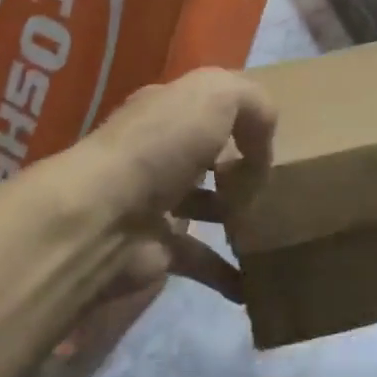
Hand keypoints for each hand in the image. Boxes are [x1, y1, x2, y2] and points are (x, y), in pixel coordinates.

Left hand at [74, 68, 276, 302]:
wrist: (104, 216)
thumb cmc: (162, 144)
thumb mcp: (216, 94)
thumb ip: (252, 103)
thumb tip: (262, 146)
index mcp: (168, 108)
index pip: (209, 105)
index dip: (242, 119)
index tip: (270, 142)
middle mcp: (158, 151)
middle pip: (207, 155)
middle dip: (239, 168)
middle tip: (271, 185)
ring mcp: (154, 201)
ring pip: (205, 205)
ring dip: (235, 217)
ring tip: (271, 227)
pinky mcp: (155, 248)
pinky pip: (200, 260)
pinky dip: (226, 273)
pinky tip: (254, 282)